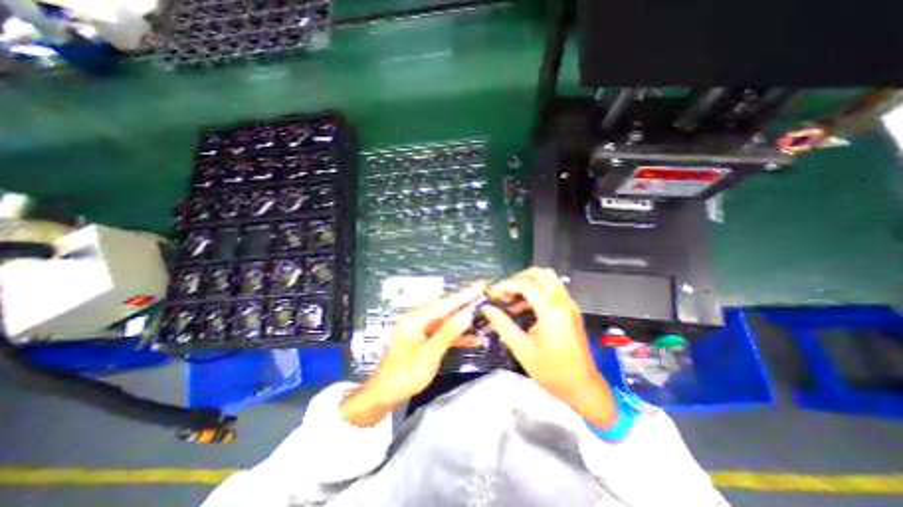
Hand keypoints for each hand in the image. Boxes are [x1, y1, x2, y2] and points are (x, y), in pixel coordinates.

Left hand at [341, 284, 485, 425]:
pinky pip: (445, 332)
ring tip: (487, 315)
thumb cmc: (404, 375)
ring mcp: (423, 328)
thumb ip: (449, 332)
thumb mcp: (429, 354)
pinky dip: (459, 334)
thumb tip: (468, 314)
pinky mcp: (426, 338)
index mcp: (417, 317)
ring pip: (449, 320)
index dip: (466, 294)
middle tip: (488, 297)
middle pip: (448, 308)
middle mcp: (420, 318)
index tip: (482, 284)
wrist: (384, 394)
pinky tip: (476, 337)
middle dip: (469, 304)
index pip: (446, 302)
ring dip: (466, 320)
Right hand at [484, 267, 616, 425]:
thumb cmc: (552, 371)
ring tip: (511, 299)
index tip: (492, 294)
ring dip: (527, 283)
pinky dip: (536, 291)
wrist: (582, 387)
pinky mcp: (570, 310)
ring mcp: (569, 304)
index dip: (505, 285)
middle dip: (517, 279)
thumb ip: (502, 324)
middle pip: (539, 273)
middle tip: (503, 293)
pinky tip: (522, 307)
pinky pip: (552, 290)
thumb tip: (487, 308)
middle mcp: (563, 301)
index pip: (525, 284)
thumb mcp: (522, 348)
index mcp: (552, 310)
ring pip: (547, 278)